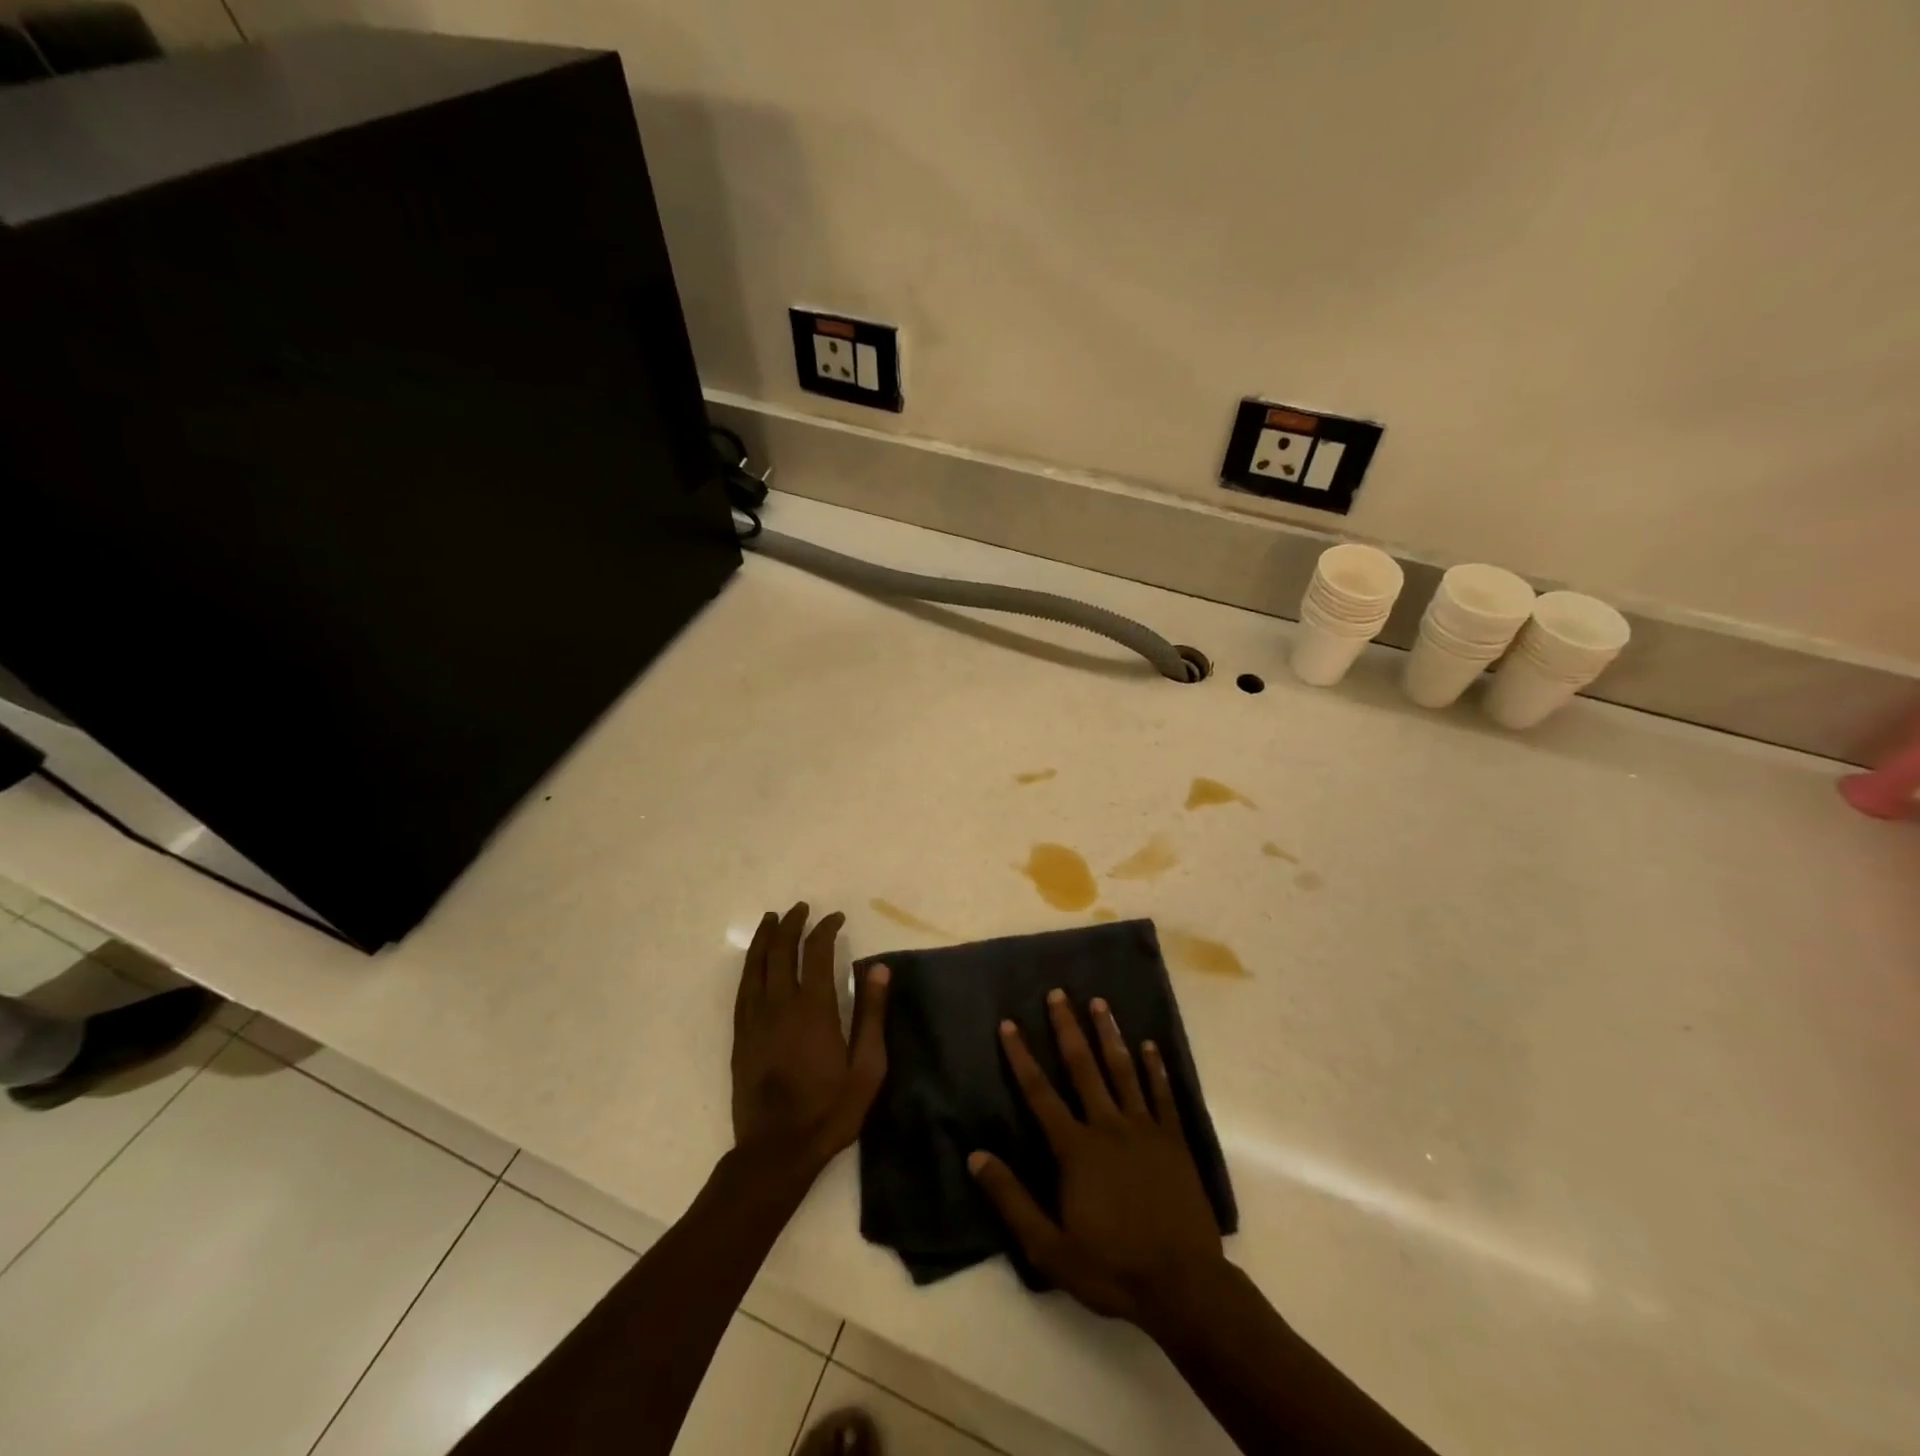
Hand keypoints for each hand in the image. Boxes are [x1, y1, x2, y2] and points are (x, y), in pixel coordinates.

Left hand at [731, 903, 889, 1177]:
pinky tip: (755, 960)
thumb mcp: (867, 1068)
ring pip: (756, 965)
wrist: (776, 1151)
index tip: (835, 918)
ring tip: (772, 919)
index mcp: (814, 1008)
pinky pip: (743, 988)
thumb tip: (878, 968)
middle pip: (781, 951)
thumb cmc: (830, 1110)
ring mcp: (755, 1019)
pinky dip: (750, 965)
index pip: (817, 952)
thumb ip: (871, 1015)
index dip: (825, 929)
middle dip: (791, 924)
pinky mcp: (741, 1036)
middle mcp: (780, 1005)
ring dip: (766, 938)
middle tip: (801, 909)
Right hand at [969, 990, 1225, 1322]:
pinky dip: (1156, 1067)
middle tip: (1058, 993)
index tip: (1008, 1024)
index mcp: (1076, 1149)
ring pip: (1123, 1070)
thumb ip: (1012, 1200)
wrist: (1184, 1286)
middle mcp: (1108, 1126)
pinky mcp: (1174, 1140)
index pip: (1039, 1093)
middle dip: (1067, 1028)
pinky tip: (1150, 1045)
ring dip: (1109, 1034)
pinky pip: (1163, 1094)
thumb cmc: (1112, 1267)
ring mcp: (1145, 1130)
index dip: (1021, 1057)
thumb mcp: (1049, 1248)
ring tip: (1100, 1002)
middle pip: (1083, 1067)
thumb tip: (976, 1156)